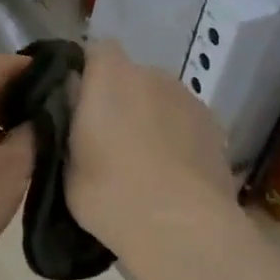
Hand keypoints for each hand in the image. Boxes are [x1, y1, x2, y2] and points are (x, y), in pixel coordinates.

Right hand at [66, 41, 237, 267]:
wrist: (181, 228)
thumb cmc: (110, 194)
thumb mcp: (64, 163)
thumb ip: (65, 126)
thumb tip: (71, 111)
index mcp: (111, 76)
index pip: (95, 51)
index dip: (85, 72)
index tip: (75, 104)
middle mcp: (152, 75)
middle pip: (129, 76)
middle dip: (118, 99)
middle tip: (104, 140)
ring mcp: (189, 99)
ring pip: (159, 100)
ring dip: (149, 118)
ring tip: (141, 162)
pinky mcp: (215, 127)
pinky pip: (184, 122)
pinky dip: (175, 138)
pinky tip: (170, 174)